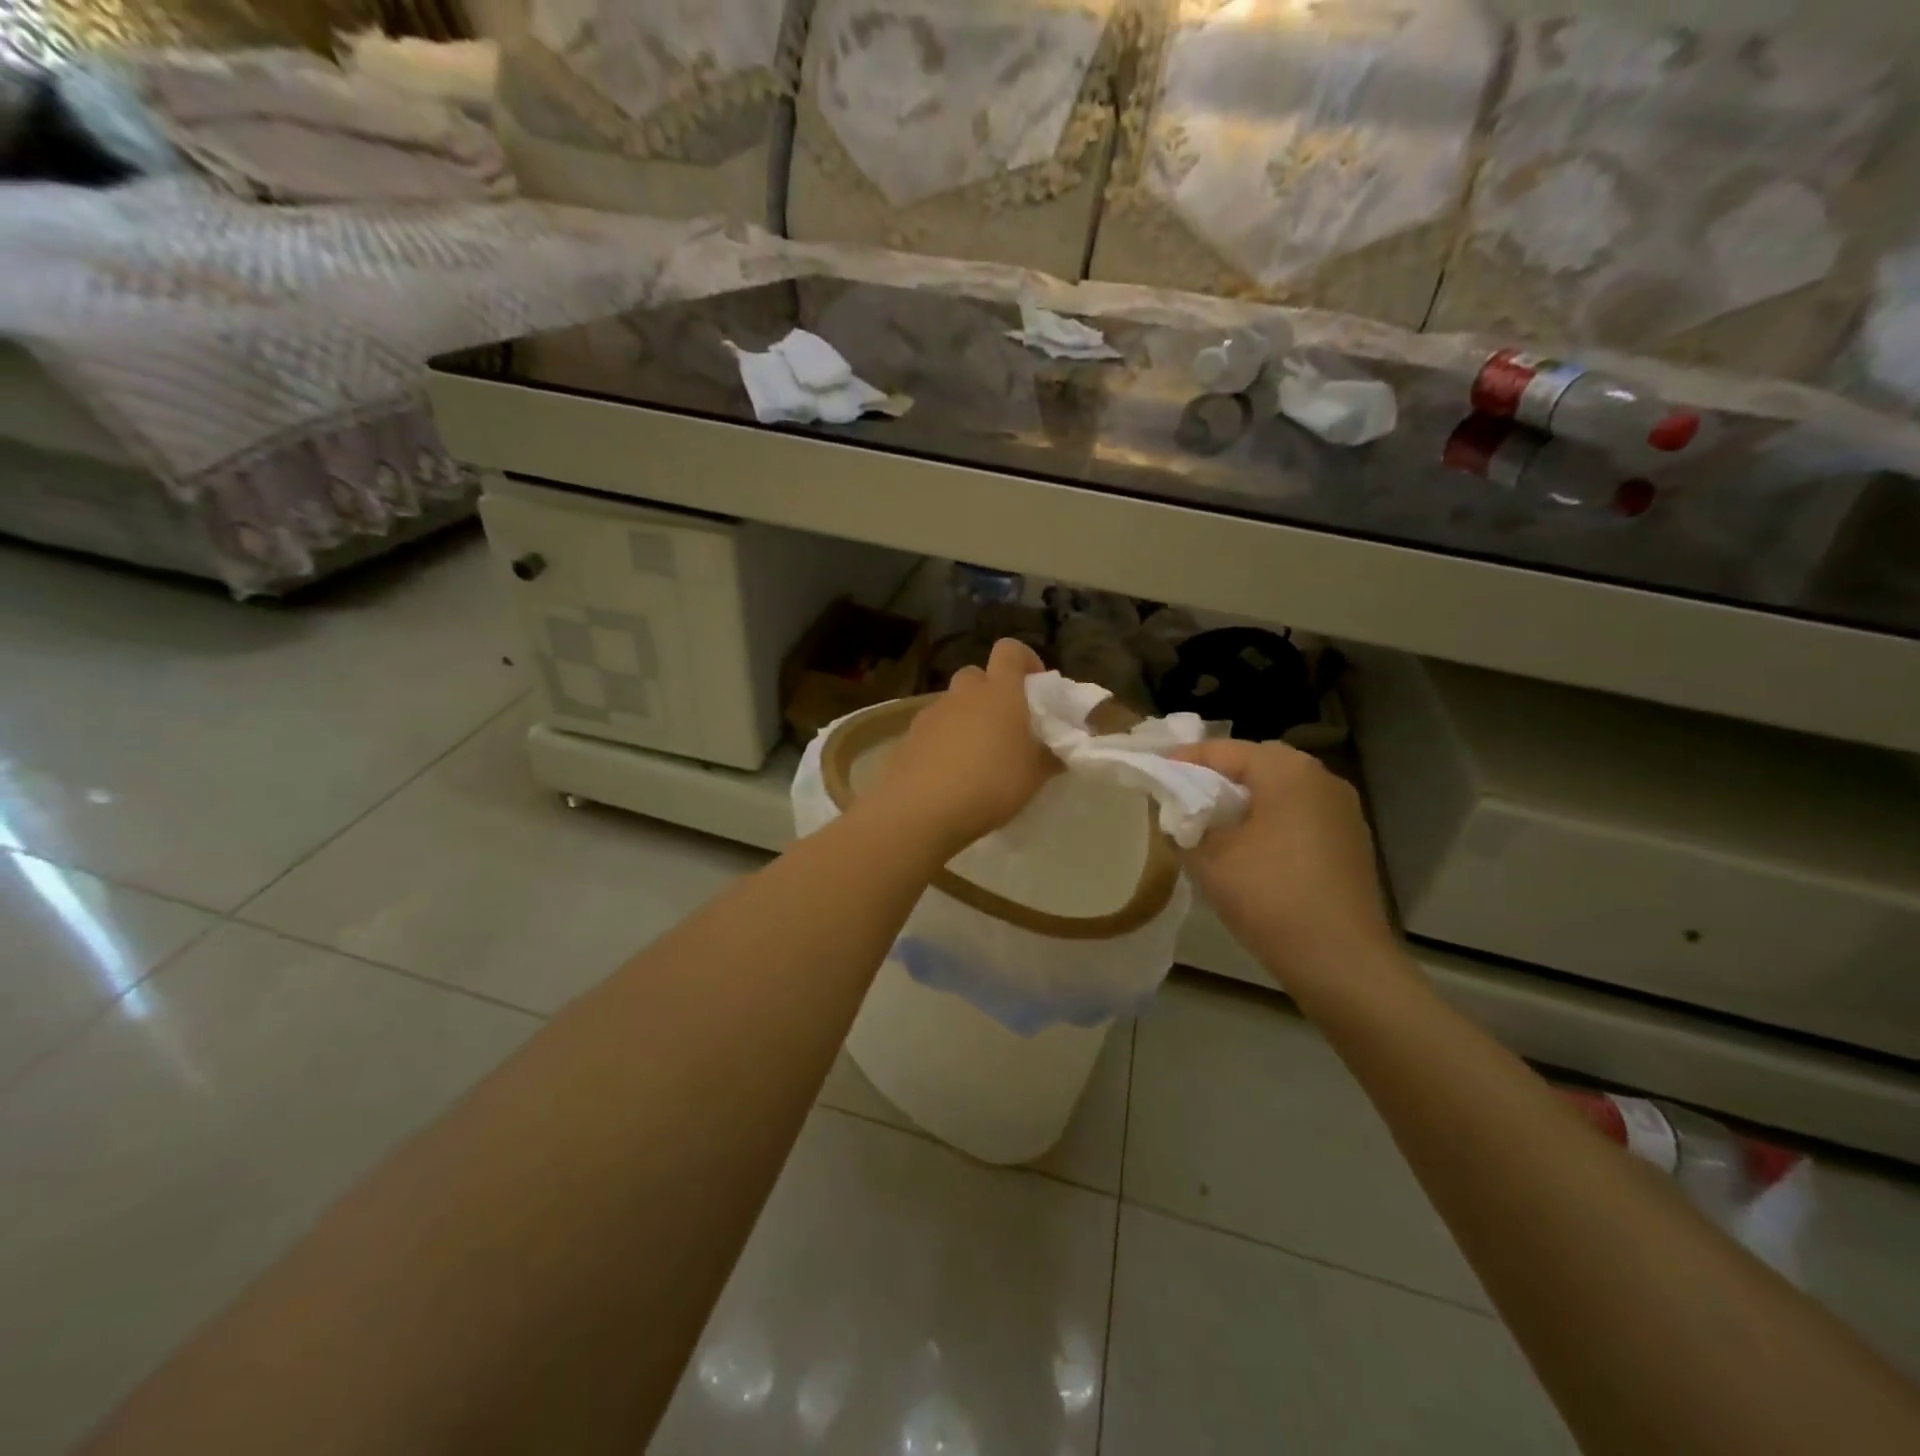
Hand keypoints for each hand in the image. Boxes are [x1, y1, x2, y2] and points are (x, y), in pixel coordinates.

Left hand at [865, 639, 1057, 856]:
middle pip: (976, 676)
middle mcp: (963, 694)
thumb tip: (1060, 752)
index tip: (1034, 686)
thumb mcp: (1034, 776)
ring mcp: (931, 714)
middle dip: (990, 693)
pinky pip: (931, 731)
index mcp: (999, 692)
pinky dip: (942, 743)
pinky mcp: (907, 738)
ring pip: (952, 705)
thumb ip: (1050, 757)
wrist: (921, 810)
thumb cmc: (990, 784)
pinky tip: (948, 775)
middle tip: (1004, 726)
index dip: (1024, 660)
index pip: (1009, 650)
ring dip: (965, 719)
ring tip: (975, 757)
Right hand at [1170, 739, 1398, 993]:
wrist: (1341, 961)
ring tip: (1210, 828)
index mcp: (1287, 769)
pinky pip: (1299, 815)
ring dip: (1243, 802)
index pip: (1221, 750)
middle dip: (1214, 780)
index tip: (1152, 779)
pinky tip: (1250, 851)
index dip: (1181, 763)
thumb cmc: (1269, 896)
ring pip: (1278, 790)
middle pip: (1253, 765)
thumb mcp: (1207, 857)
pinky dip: (1270, 821)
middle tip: (1179, 803)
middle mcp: (1321, 776)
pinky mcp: (1351, 839)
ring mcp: (1342, 809)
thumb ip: (1180, 822)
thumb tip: (1172, 808)